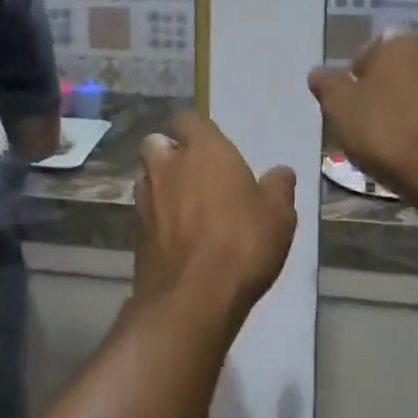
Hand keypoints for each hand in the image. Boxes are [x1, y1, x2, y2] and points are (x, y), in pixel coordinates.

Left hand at [133, 111, 297, 334]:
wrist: (194, 297)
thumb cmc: (242, 243)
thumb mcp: (278, 215)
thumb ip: (278, 188)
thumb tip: (282, 172)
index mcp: (203, 150)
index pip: (187, 119)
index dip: (196, 130)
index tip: (211, 146)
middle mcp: (168, 166)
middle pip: (156, 143)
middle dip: (169, 152)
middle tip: (193, 173)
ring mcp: (146, 198)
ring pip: (145, 176)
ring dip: (159, 183)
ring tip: (182, 204)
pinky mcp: (135, 231)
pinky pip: (143, 211)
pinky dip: (155, 216)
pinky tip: (174, 235)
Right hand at [308, 31, 417, 194]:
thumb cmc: (383, 129)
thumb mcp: (339, 106)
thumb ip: (327, 85)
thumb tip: (318, 73)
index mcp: (402, 45)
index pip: (372, 48)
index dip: (356, 72)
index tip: (348, 98)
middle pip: (398, 70)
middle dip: (382, 90)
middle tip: (363, 118)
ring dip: (404, 108)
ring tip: (387, 139)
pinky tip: (411, 150)